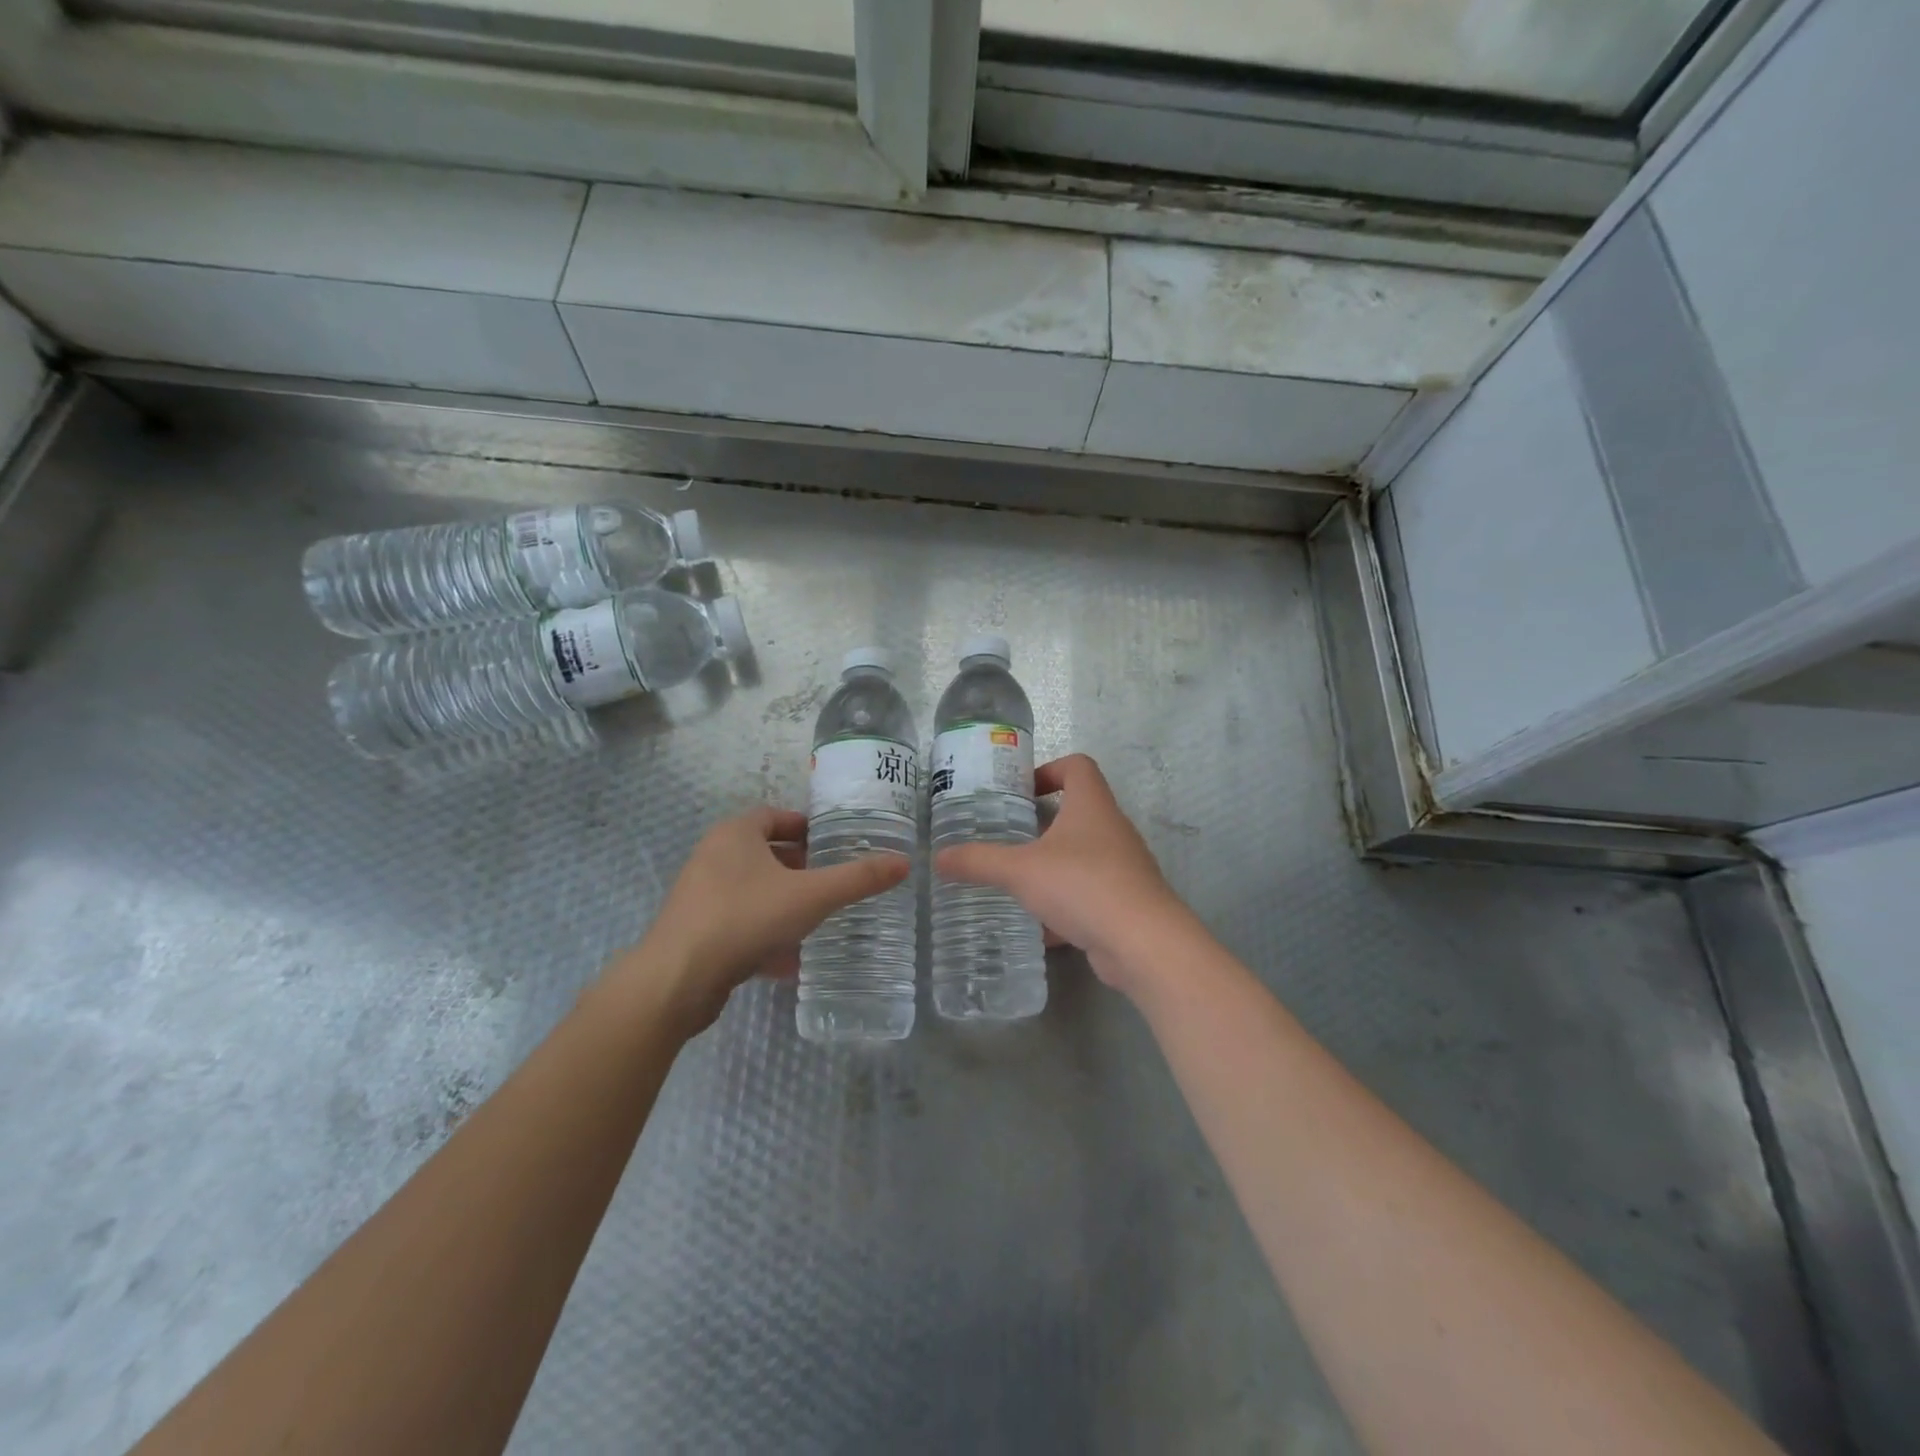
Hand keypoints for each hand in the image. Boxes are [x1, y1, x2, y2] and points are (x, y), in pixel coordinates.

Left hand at [613, 807, 908, 1034]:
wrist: (677, 980)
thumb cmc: (745, 918)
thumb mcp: (811, 896)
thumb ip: (857, 879)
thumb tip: (904, 862)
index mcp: (735, 835)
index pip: (774, 816)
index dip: (804, 826)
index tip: (832, 842)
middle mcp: (712, 857)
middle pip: (763, 852)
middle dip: (798, 865)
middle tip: (831, 879)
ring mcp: (700, 896)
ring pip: (751, 890)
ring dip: (782, 900)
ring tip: (817, 917)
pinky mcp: (695, 932)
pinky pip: (739, 922)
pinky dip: (764, 933)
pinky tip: (789, 959)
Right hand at [935, 754, 1190, 992]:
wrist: (1143, 943)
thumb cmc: (1082, 885)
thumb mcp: (1020, 871)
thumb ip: (978, 862)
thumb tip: (937, 857)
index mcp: (1092, 806)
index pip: (1078, 766)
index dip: (1050, 769)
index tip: (1021, 791)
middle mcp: (1112, 829)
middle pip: (1079, 811)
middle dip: (1043, 824)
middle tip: (1008, 836)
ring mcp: (1124, 866)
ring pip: (1083, 856)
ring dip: (1053, 865)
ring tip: (1019, 881)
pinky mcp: (1126, 901)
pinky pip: (1091, 893)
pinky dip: (1066, 905)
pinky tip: (1042, 929)